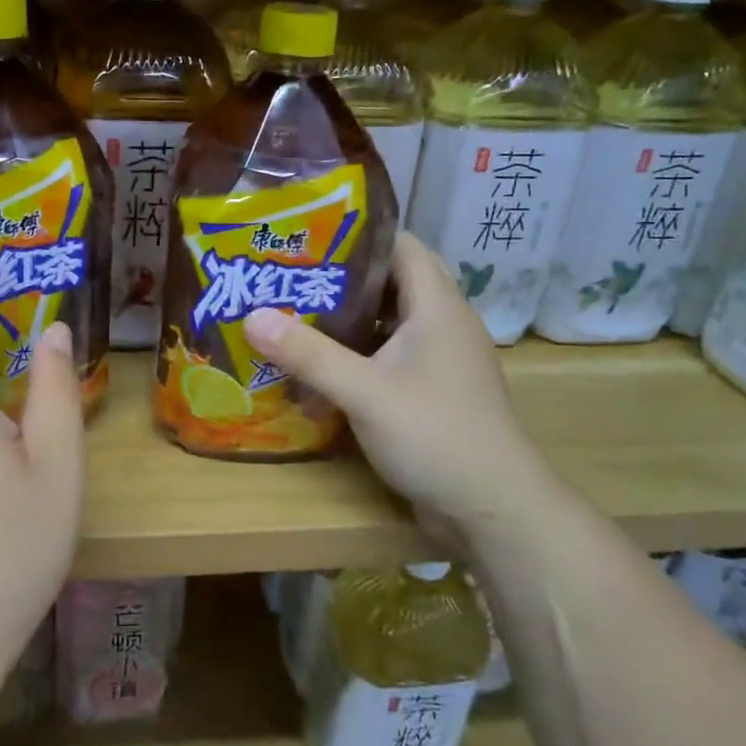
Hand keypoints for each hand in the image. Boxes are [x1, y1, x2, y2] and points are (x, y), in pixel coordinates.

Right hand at [244, 231, 553, 537]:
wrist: (494, 510)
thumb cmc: (435, 434)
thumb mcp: (364, 391)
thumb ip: (308, 354)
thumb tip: (251, 316)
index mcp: (437, 305)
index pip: (401, 244)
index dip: (357, 235)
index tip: (306, 237)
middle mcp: (444, 323)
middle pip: (390, 282)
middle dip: (340, 278)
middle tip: (288, 277)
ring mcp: (441, 360)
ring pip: (389, 323)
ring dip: (346, 319)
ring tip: (293, 315)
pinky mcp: (433, 392)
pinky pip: (391, 357)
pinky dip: (358, 354)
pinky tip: (321, 366)